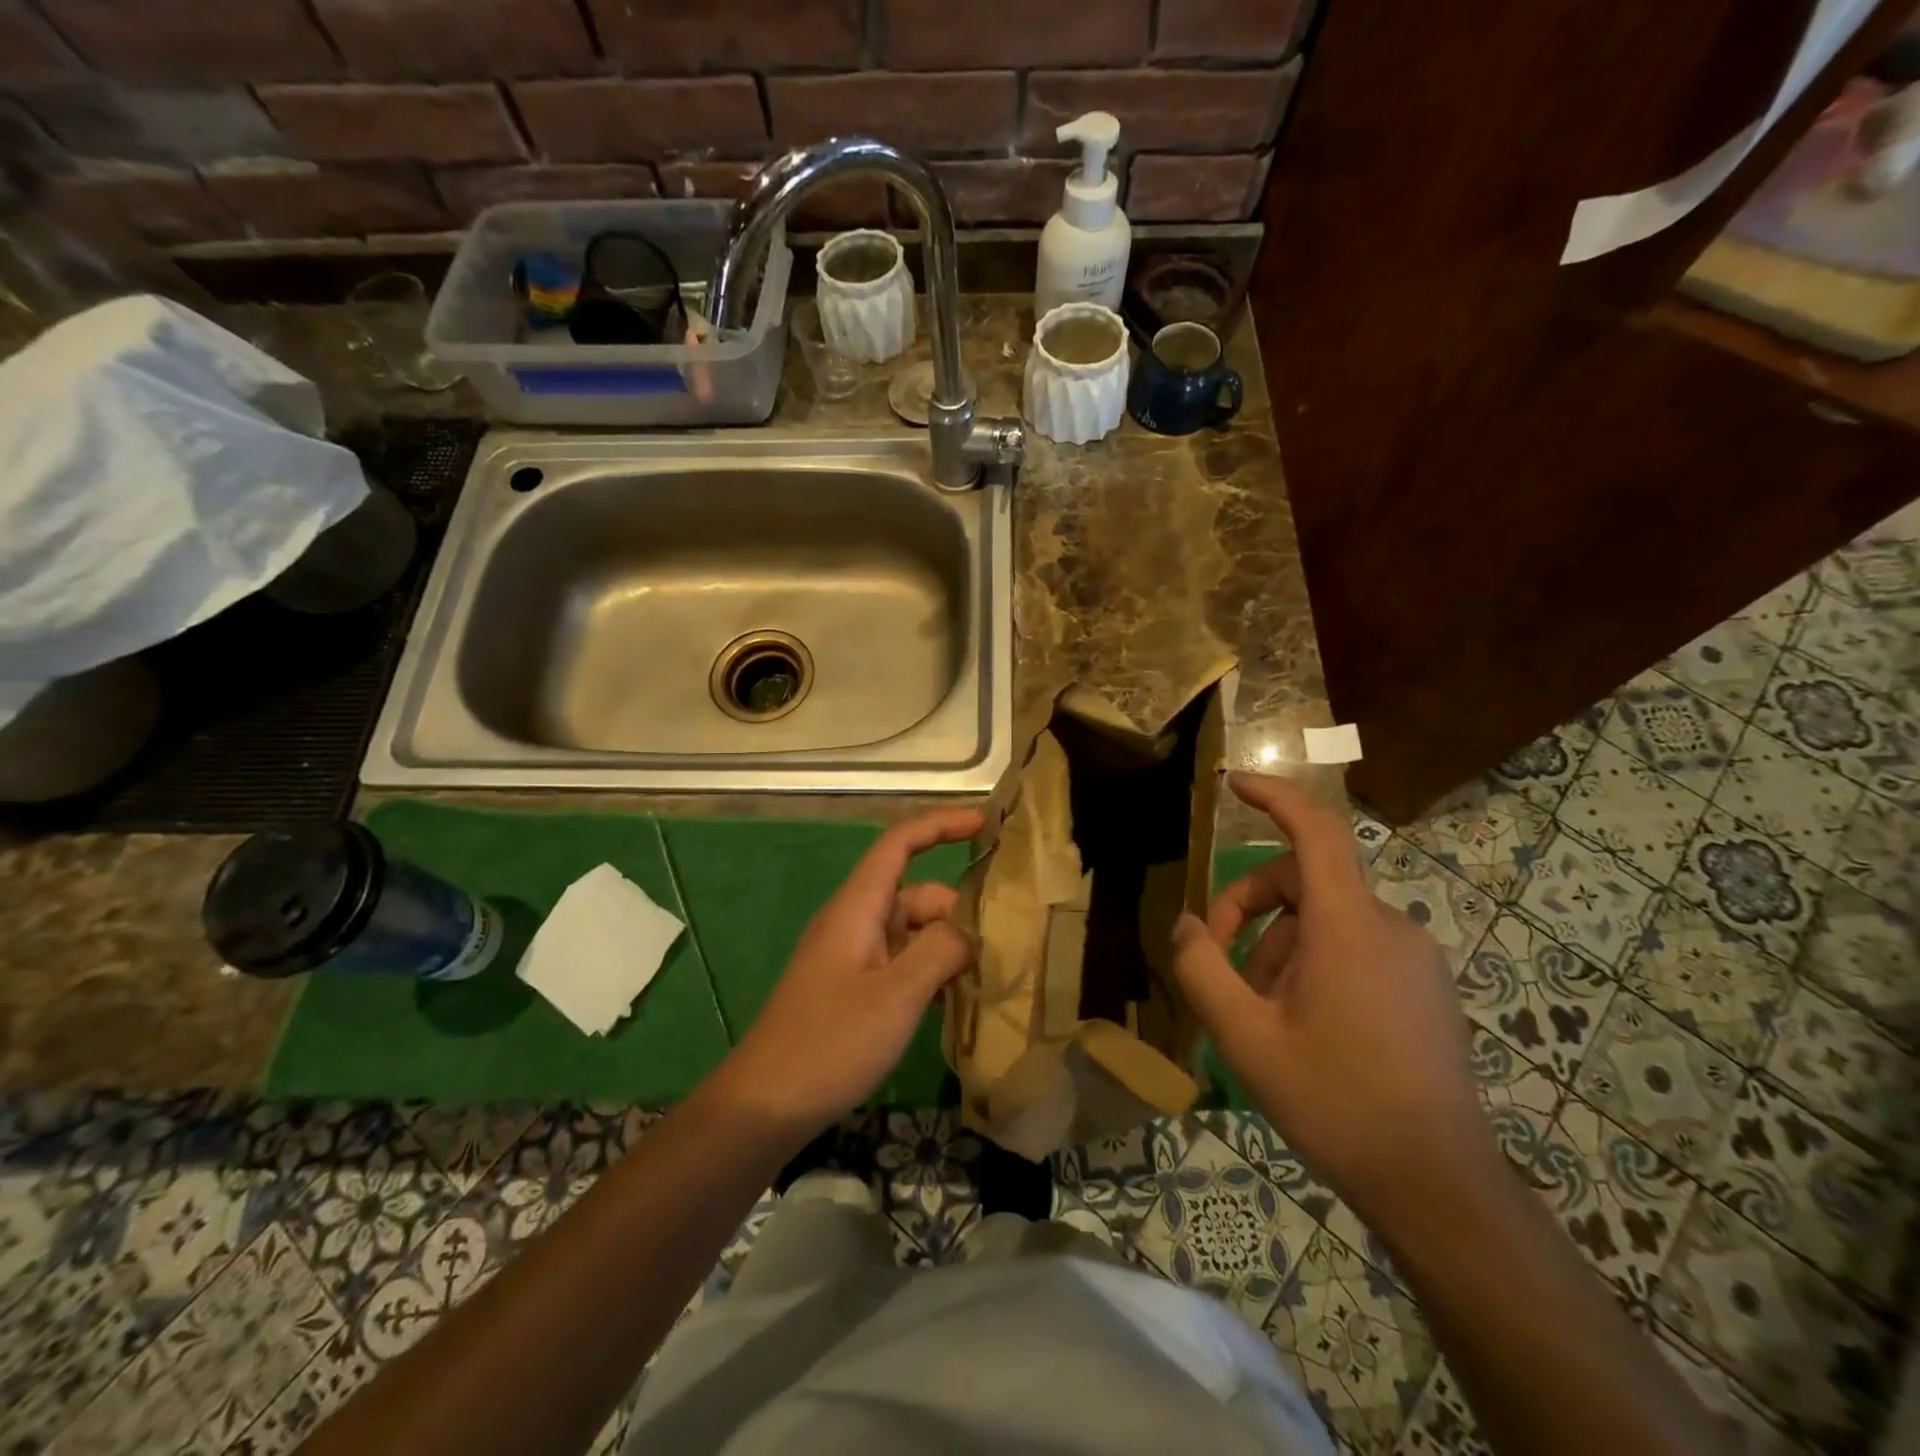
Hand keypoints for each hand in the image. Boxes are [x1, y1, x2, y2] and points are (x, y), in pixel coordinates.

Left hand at [714, 808, 982, 1141]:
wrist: (764, 1106)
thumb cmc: (829, 1044)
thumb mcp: (896, 996)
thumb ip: (940, 951)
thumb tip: (969, 929)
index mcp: (857, 907)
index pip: (899, 843)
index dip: (940, 825)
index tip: (985, 824)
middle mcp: (854, 922)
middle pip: (915, 894)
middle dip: (957, 912)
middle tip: (1001, 947)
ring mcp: (852, 956)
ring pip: (912, 931)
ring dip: (947, 947)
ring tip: (987, 978)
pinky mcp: (852, 987)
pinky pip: (901, 962)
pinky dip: (930, 971)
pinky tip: (955, 1003)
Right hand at [1170, 774, 1499, 1224]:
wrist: (1437, 1183)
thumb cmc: (1334, 1100)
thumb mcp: (1244, 1036)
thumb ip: (1201, 969)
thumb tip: (1186, 923)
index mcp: (1348, 926)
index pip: (1316, 830)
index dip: (1275, 797)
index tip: (1235, 783)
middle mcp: (1389, 927)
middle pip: (1304, 881)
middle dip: (1249, 908)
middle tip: (1215, 960)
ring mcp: (1413, 958)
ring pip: (1324, 921)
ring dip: (1277, 947)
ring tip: (1258, 1011)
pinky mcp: (1424, 987)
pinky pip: (1354, 948)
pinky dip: (1312, 963)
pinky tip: (1299, 1023)